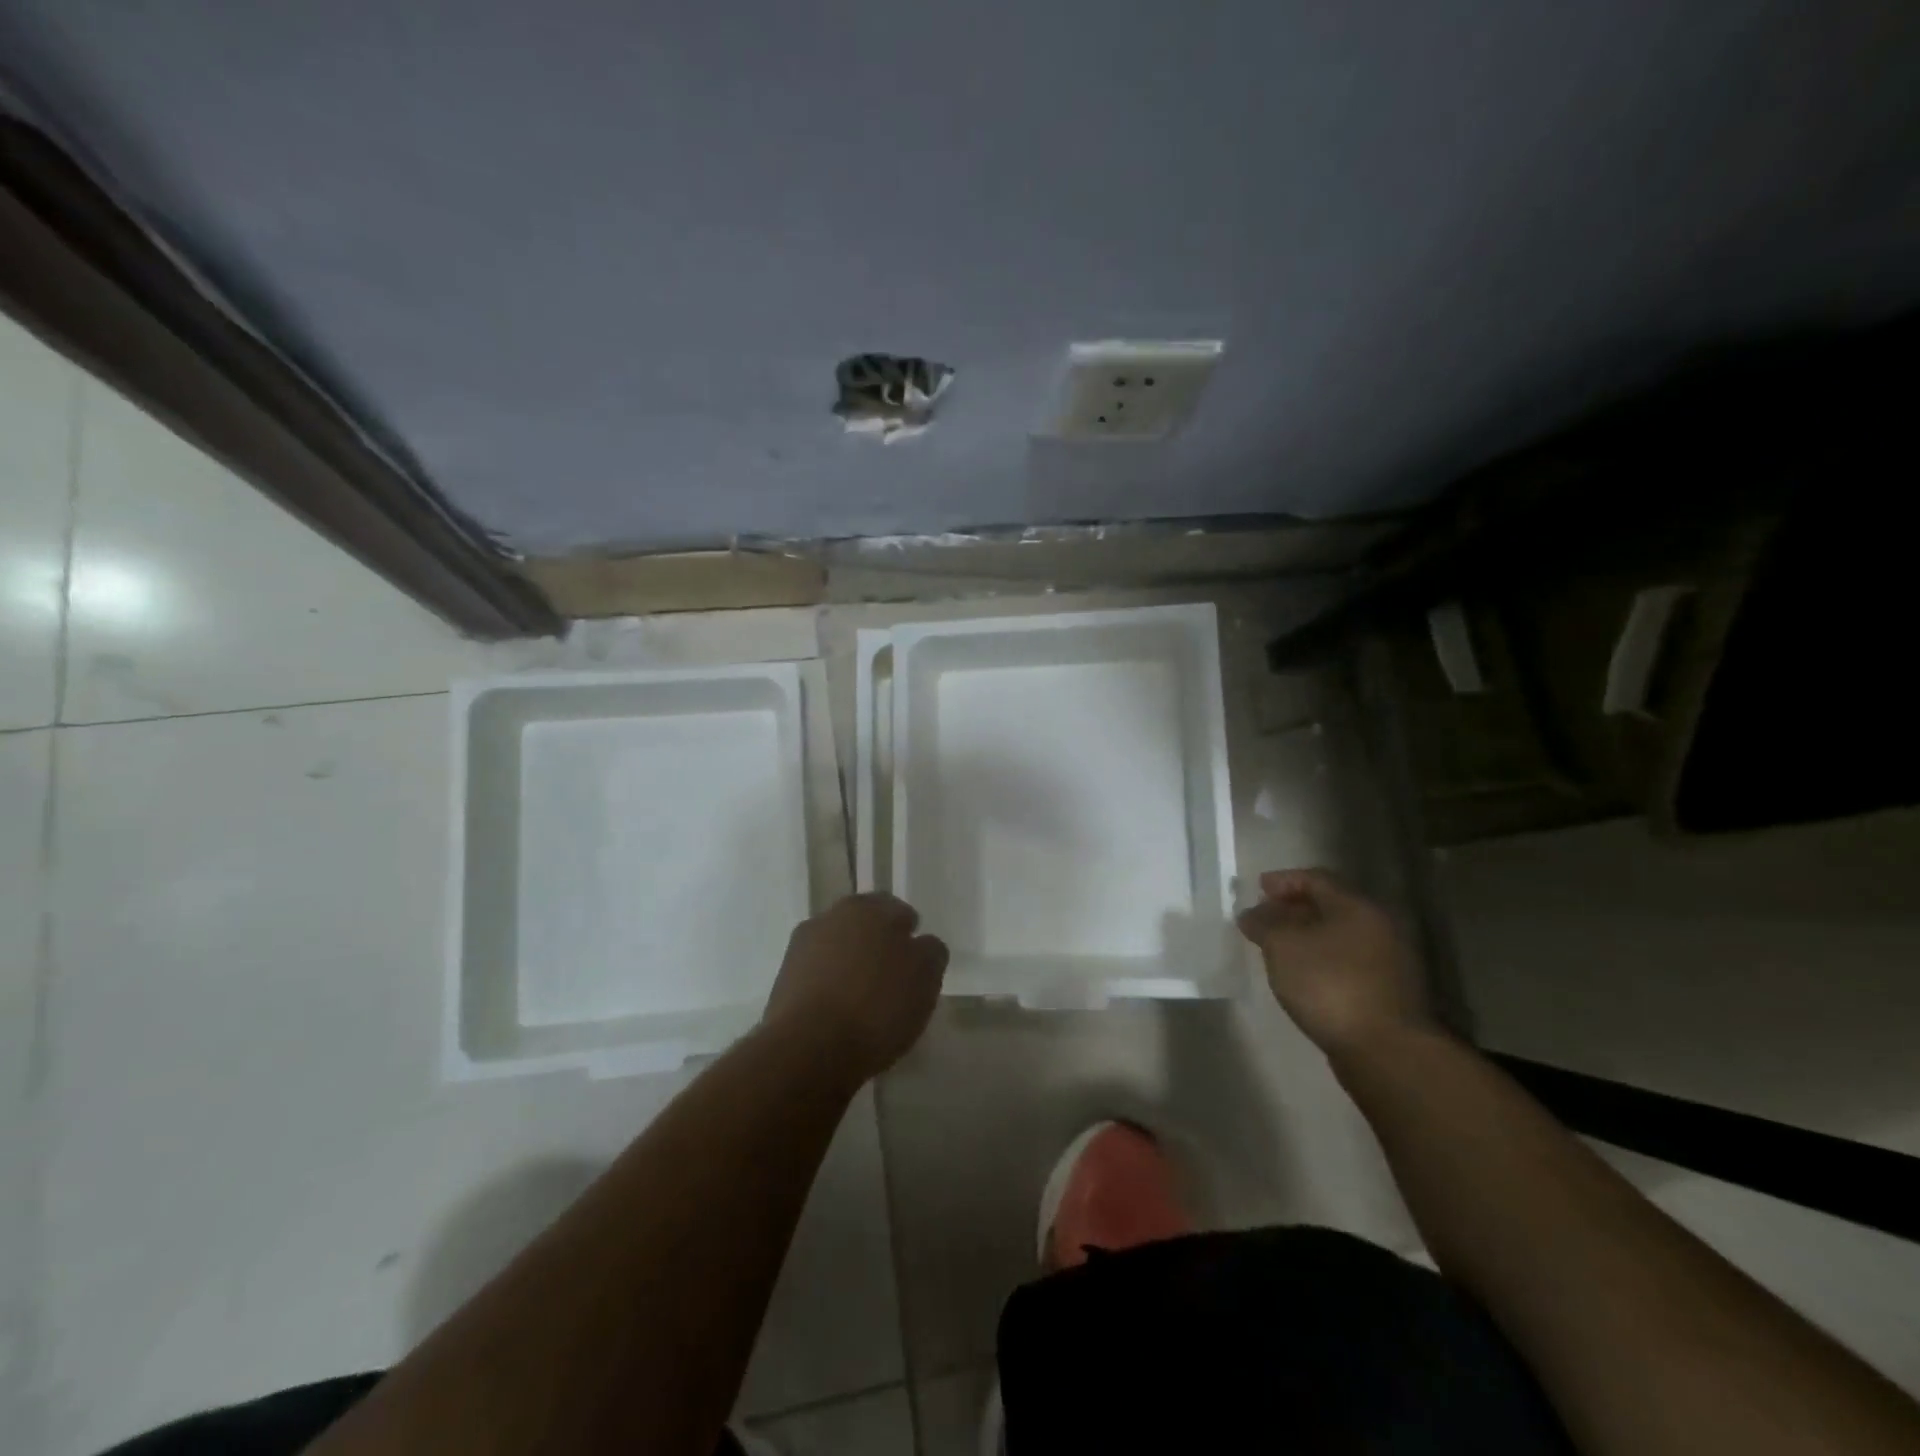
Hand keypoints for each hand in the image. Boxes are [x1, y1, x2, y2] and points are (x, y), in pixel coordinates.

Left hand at [762, 893, 948, 1080]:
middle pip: (863, 928)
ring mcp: (801, 948)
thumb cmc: (876, 1004)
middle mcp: (830, 917)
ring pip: (838, 952)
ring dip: (852, 969)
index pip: (896, 909)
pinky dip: (831, 991)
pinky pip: (818, 979)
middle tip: (895, 982)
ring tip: (867, 1005)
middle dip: (879, 948)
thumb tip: (921, 944)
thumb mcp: (925, 976)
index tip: (917, 963)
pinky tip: (842, 1018)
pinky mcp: (783, 982)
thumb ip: (930, 951)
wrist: (808, 1049)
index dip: (909, 934)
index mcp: (867, 907)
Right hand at [1236, 868, 1432, 1058]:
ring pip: (1339, 935)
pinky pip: (1346, 960)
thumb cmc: (1329, 985)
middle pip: (1330, 905)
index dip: (1283, 880)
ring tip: (1277, 946)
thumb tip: (1252, 913)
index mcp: (1357, 906)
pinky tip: (1301, 973)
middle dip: (1293, 907)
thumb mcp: (1282, 946)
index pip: (1316, 879)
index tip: (1257, 888)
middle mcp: (1379, 926)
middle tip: (1264, 916)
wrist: (1385, 1051)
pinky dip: (1320, 957)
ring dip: (1307, 935)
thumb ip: (1264, 923)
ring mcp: (1388, 960)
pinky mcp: (1387, 990)